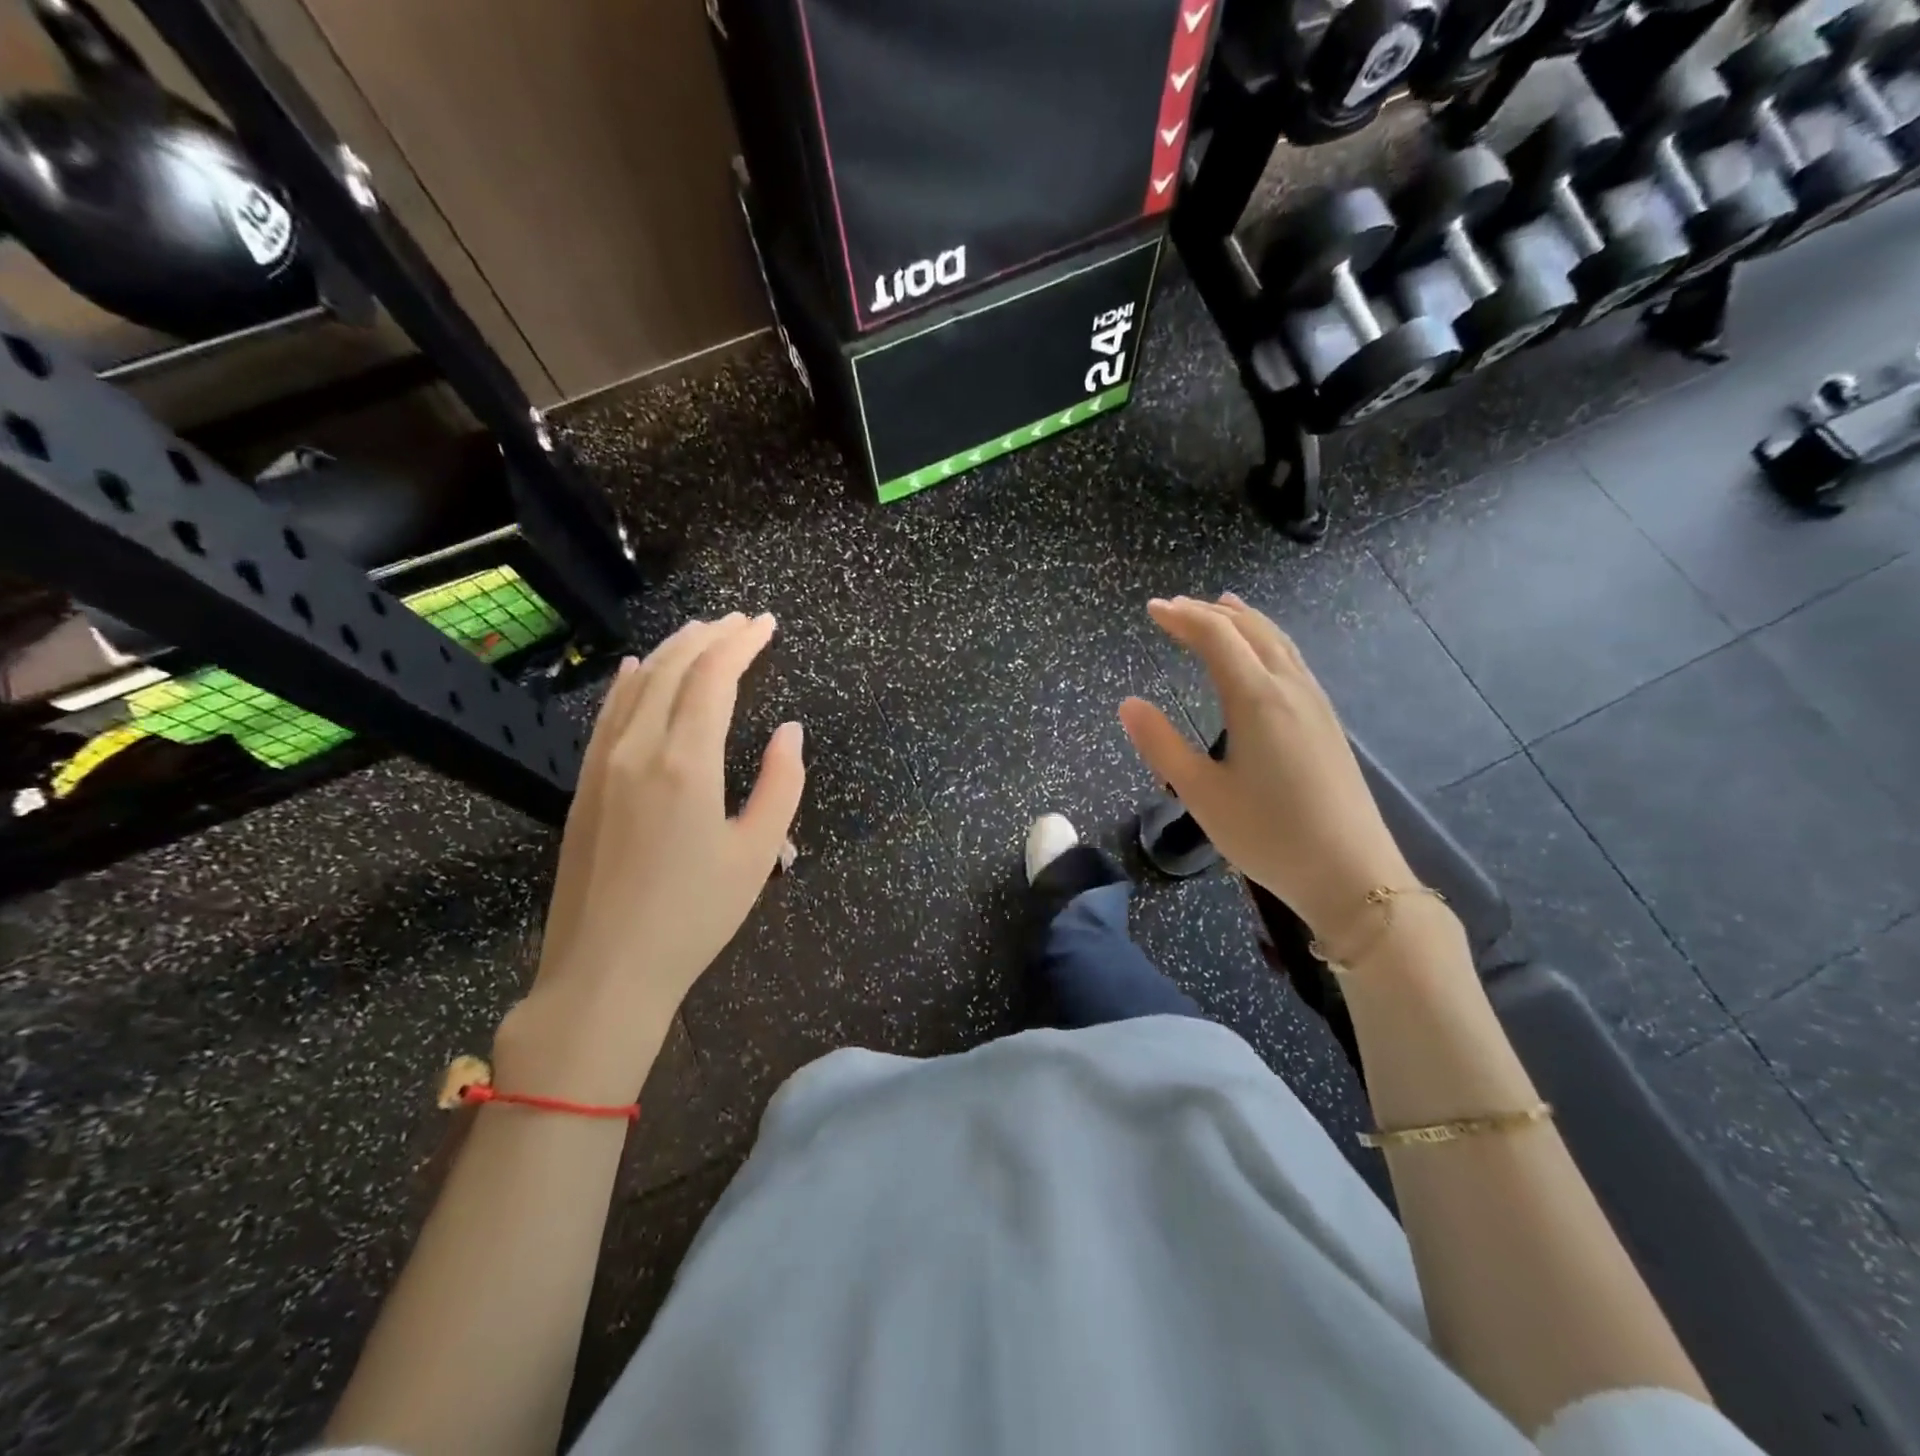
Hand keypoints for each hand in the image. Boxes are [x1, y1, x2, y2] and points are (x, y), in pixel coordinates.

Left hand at [495, 614, 804, 1102]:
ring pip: (637, 685)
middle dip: (711, 637)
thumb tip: (791, 730)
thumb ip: (782, 784)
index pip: (714, 678)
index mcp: (686, 763)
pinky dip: (629, 682)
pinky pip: (608, 715)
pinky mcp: (584, 785)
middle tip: (742, 621)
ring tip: (702, 632)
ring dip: (673, 651)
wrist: (605, 971)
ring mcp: (602, 765)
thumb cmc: (694, 917)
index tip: (766, 624)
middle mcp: (638, 749)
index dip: (742, 643)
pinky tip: (637, 669)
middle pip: (675, 669)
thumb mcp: (758, 854)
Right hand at [1118, 594, 1411, 939]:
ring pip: (1277, 641)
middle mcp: (1289, 688)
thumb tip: (1128, 704)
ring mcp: (1315, 703)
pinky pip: (1292, 660)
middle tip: (1175, 608)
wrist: (1351, 873)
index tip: (1152, 610)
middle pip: (1249, 630)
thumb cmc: (1268, 834)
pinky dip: (1267, 640)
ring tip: (1222, 607)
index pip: (1215, 637)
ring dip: (1244, 620)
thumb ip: (1162, 745)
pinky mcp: (1327, 722)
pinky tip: (1262, 655)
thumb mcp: (1201, 793)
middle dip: (1209, 613)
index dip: (1181, 618)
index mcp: (1256, 698)